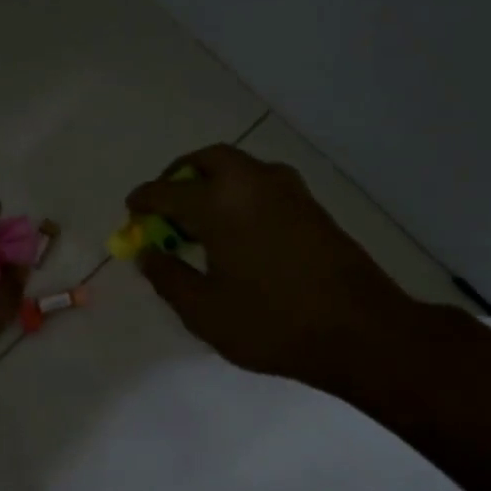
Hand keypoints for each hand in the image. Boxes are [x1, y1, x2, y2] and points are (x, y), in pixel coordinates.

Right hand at [126, 144, 422, 393]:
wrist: (359, 330)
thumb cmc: (272, 323)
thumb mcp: (205, 311)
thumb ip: (168, 278)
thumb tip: (148, 254)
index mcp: (220, 204)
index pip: (168, 192)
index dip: (143, 200)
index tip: (131, 210)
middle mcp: (253, 183)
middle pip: (207, 159)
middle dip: (180, 175)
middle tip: (166, 203)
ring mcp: (288, 190)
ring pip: (240, 167)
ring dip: (212, 180)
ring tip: (200, 217)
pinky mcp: (311, 206)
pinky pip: (262, 183)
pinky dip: (239, 192)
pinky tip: (237, 229)